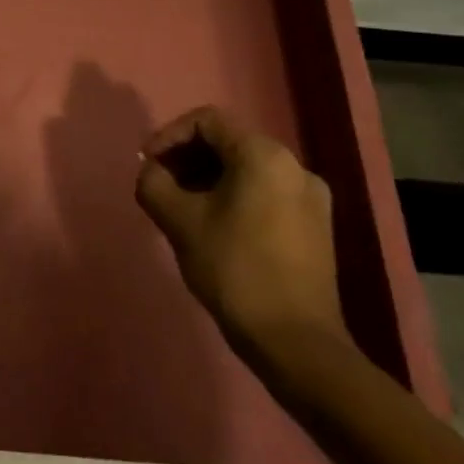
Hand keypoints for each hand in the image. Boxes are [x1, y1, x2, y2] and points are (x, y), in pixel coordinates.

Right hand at [135, 106, 345, 365]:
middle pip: (228, 143)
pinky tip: (212, 226)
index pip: (207, 122)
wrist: (294, 341)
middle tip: (159, 183)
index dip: (169, 136)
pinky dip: (232, 197)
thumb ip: (153, 182)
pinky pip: (265, 193)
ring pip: (246, 170)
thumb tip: (152, 172)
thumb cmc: (233, 268)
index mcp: (264, 156)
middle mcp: (295, 167)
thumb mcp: (177, 219)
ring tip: (180, 207)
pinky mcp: (315, 227)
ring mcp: (311, 198)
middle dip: (187, 158)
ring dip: (206, 178)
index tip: (148, 164)